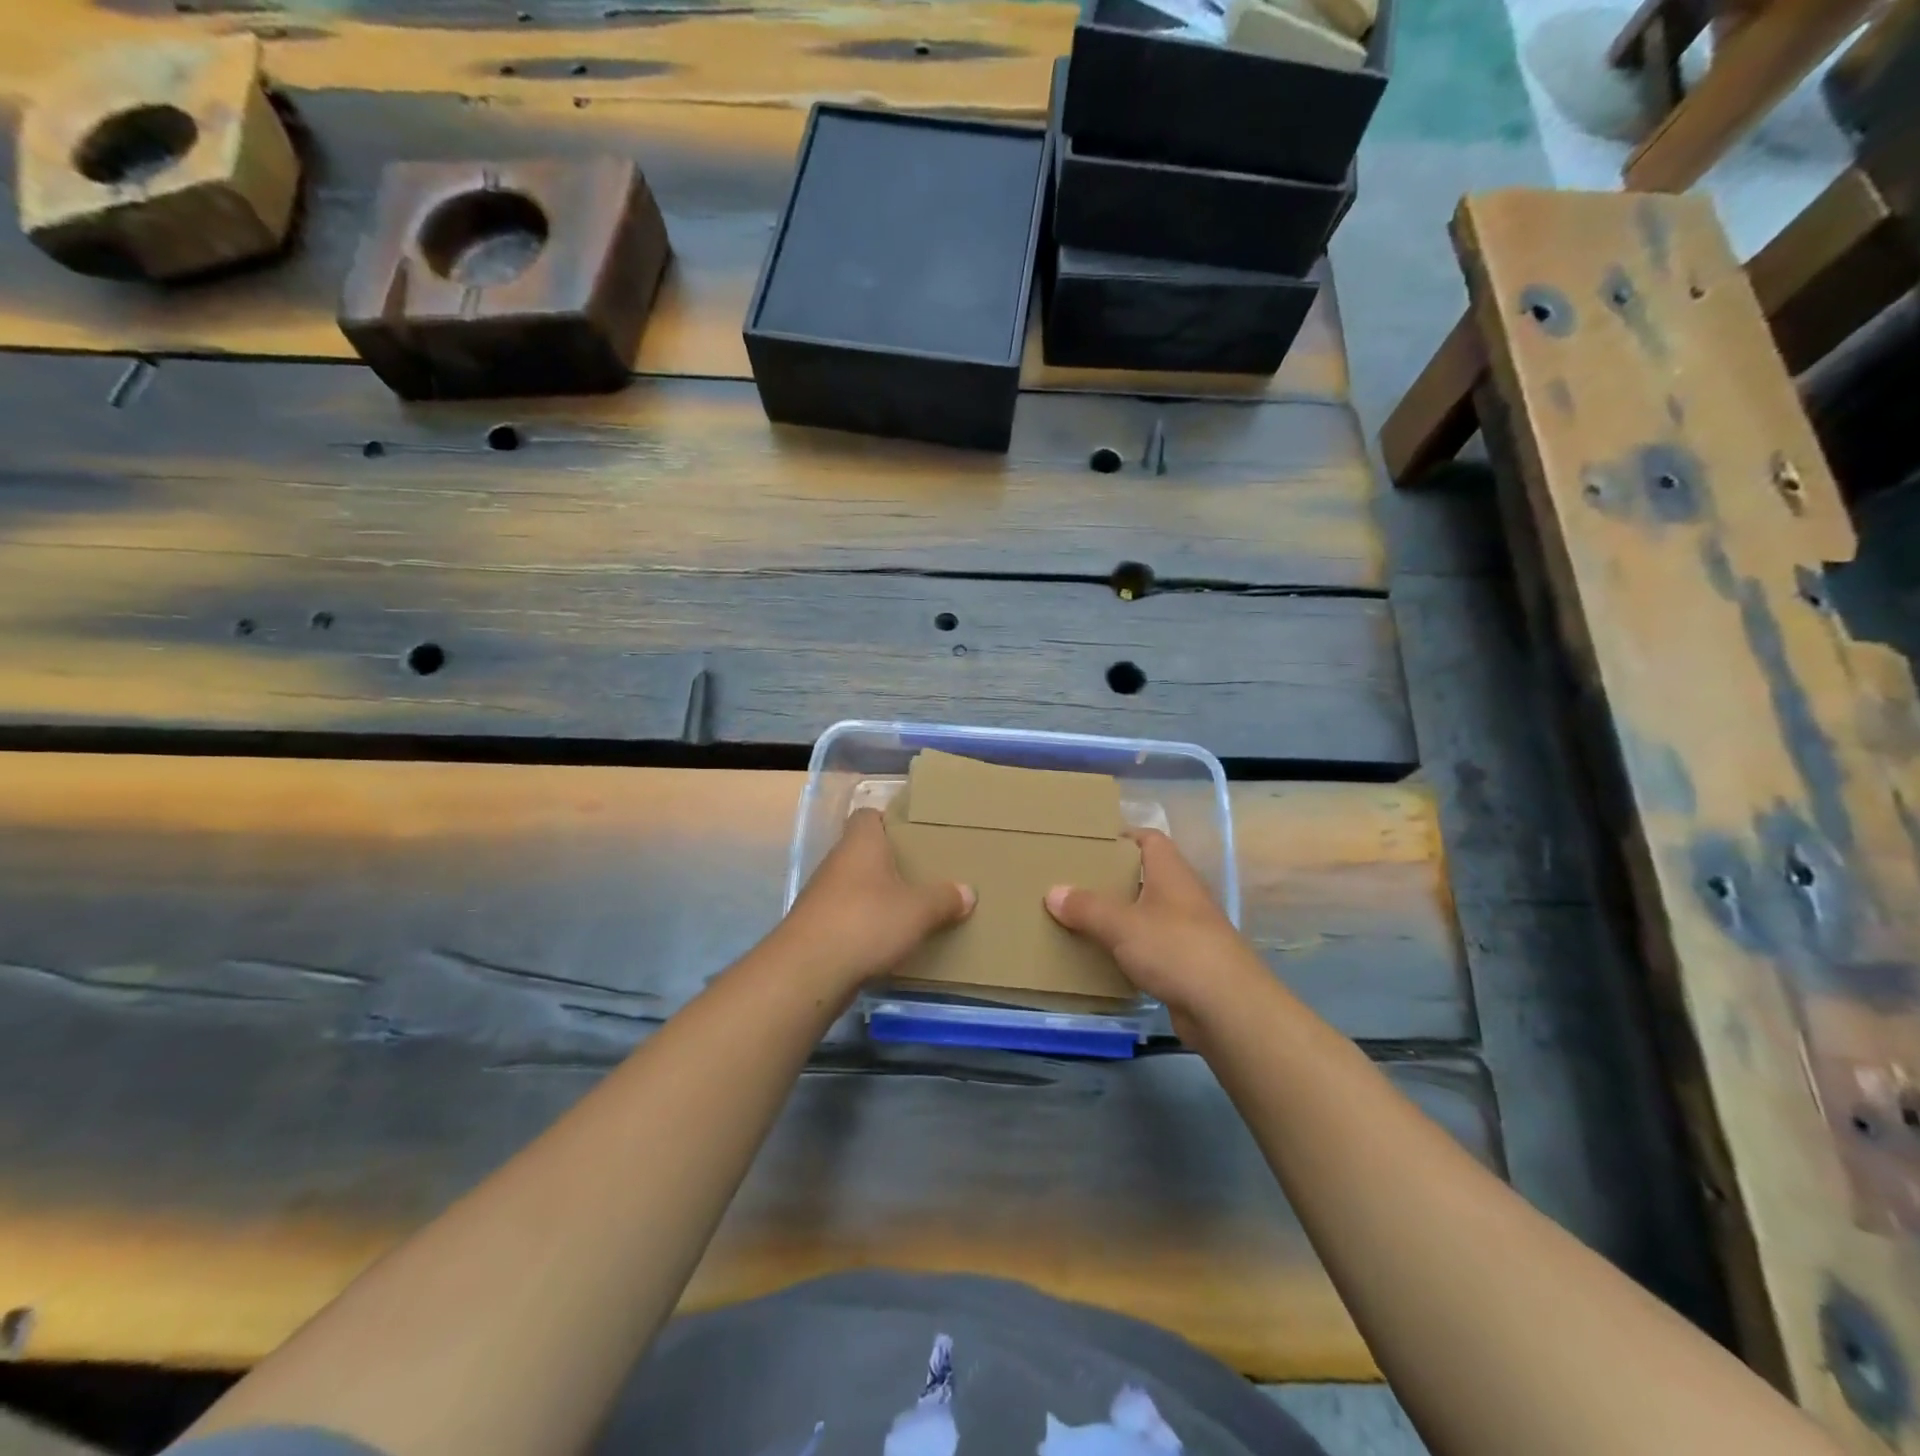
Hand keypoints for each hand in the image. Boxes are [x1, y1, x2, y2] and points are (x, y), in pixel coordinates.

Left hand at [772, 808, 973, 993]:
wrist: (808, 972)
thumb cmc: (867, 922)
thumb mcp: (918, 911)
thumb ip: (944, 899)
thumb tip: (968, 892)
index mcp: (860, 843)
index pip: (868, 816)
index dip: (889, 821)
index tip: (913, 835)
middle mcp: (837, 862)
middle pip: (863, 852)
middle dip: (889, 863)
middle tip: (921, 875)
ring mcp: (821, 896)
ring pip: (854, 886)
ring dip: (876, 897)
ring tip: (909, 910)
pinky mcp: (815, 928)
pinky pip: (846, 917)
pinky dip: (864, 925)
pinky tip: (885, 941)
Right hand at [1045, 829, 1267, 1036]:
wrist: (1227, 1008)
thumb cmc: (1175, 948)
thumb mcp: (1121, 924)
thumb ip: (1086, 907)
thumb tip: (1053, 892)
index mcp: (1171, 873)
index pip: (1148, 839)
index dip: (1121, 836)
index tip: (1088, 843)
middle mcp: (1182, 895)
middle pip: (1143, 876)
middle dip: (1111, 879)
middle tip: (1073, 881)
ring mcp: (1187, 931)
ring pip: (1146, 914)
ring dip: (1118, 916)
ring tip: (1079, 918)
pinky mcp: (1186, 964)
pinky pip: (1150, 947)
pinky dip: (1128, 949)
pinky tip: (1103, 957)